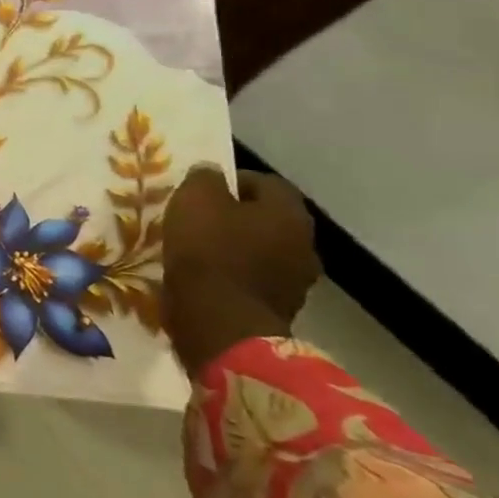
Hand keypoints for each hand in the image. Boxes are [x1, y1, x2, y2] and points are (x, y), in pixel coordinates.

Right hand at [160, 166, 320, 376]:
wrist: (219, 324)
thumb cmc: (208, 252)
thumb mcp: (194, 201)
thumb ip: (205, 179)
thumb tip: (212, 173)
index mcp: (289, 214)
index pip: (267, 183)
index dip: (233, 180)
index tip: (201, 189)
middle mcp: (304, 244)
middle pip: (267, 219)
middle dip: (236, 216)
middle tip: (199, 219)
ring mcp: (296, 282)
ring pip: (262, 252)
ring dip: (236, 248)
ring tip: (198, 251)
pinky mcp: (278, 310)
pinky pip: (254, 281)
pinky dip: (233, 276)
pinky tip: (206, 279)